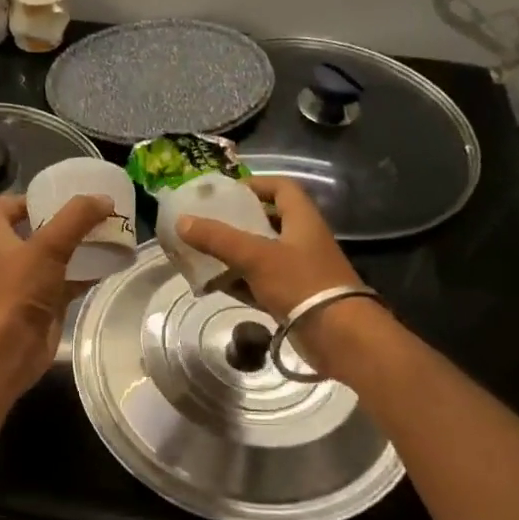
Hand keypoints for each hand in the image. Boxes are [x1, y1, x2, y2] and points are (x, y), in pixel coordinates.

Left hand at [0, 194, 111, 400]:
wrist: (10, 350)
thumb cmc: (20, 293)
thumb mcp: (47, 247)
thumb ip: (75, 220)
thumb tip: (104, 200)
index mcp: (4, 240)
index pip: (2, 211)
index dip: (21, 200)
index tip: (51, 194)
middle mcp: (16, 260)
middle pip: (36, 232)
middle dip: (62, 221)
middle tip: (92, 211)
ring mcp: (33, 284)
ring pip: (58, 258)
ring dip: (79, 246)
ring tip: (109, 232)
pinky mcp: (49, 305)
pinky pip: (72, 282)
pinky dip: (90, 273)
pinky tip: (112, 264)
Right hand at [176, 177, 364, 323]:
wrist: (337, 335)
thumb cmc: (300, 283)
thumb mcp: (256, 256)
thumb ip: (218, 238)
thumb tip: (181, 221)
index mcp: (302, 220)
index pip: (281, 188)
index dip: (256, 184)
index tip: (227, 192)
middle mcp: (302, 241)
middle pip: (267, 221)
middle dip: (236, 222)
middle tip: (206, 223)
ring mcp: (298, 271)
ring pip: (260, 254)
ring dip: (233, 254)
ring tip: (201, 253)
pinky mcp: (291, 297)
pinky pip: (258, 283)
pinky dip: (237, 281)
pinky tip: (212, 284)